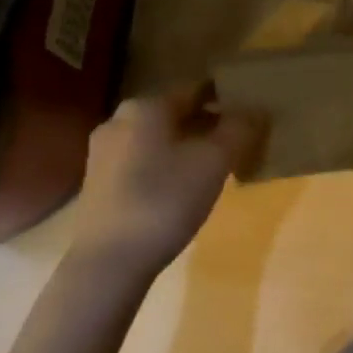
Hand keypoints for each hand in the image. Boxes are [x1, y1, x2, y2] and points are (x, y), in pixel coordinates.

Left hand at [66, 85, 264, 278]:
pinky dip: (163, 166)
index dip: (226, 99)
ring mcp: (103, 152)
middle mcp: (120, 119)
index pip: (196, 90)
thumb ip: (239, 129)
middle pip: (174, 114)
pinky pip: (140, 161)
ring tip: (211, 169)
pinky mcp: (97, 183)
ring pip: (156, 139)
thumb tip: (256, 109)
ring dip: (184, 147)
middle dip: (205, 125)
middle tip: (235, 143)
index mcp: (147, 106)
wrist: (108, 262)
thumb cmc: (165, 200)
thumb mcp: (214, 162)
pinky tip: (179, 190)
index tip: (249, 114)